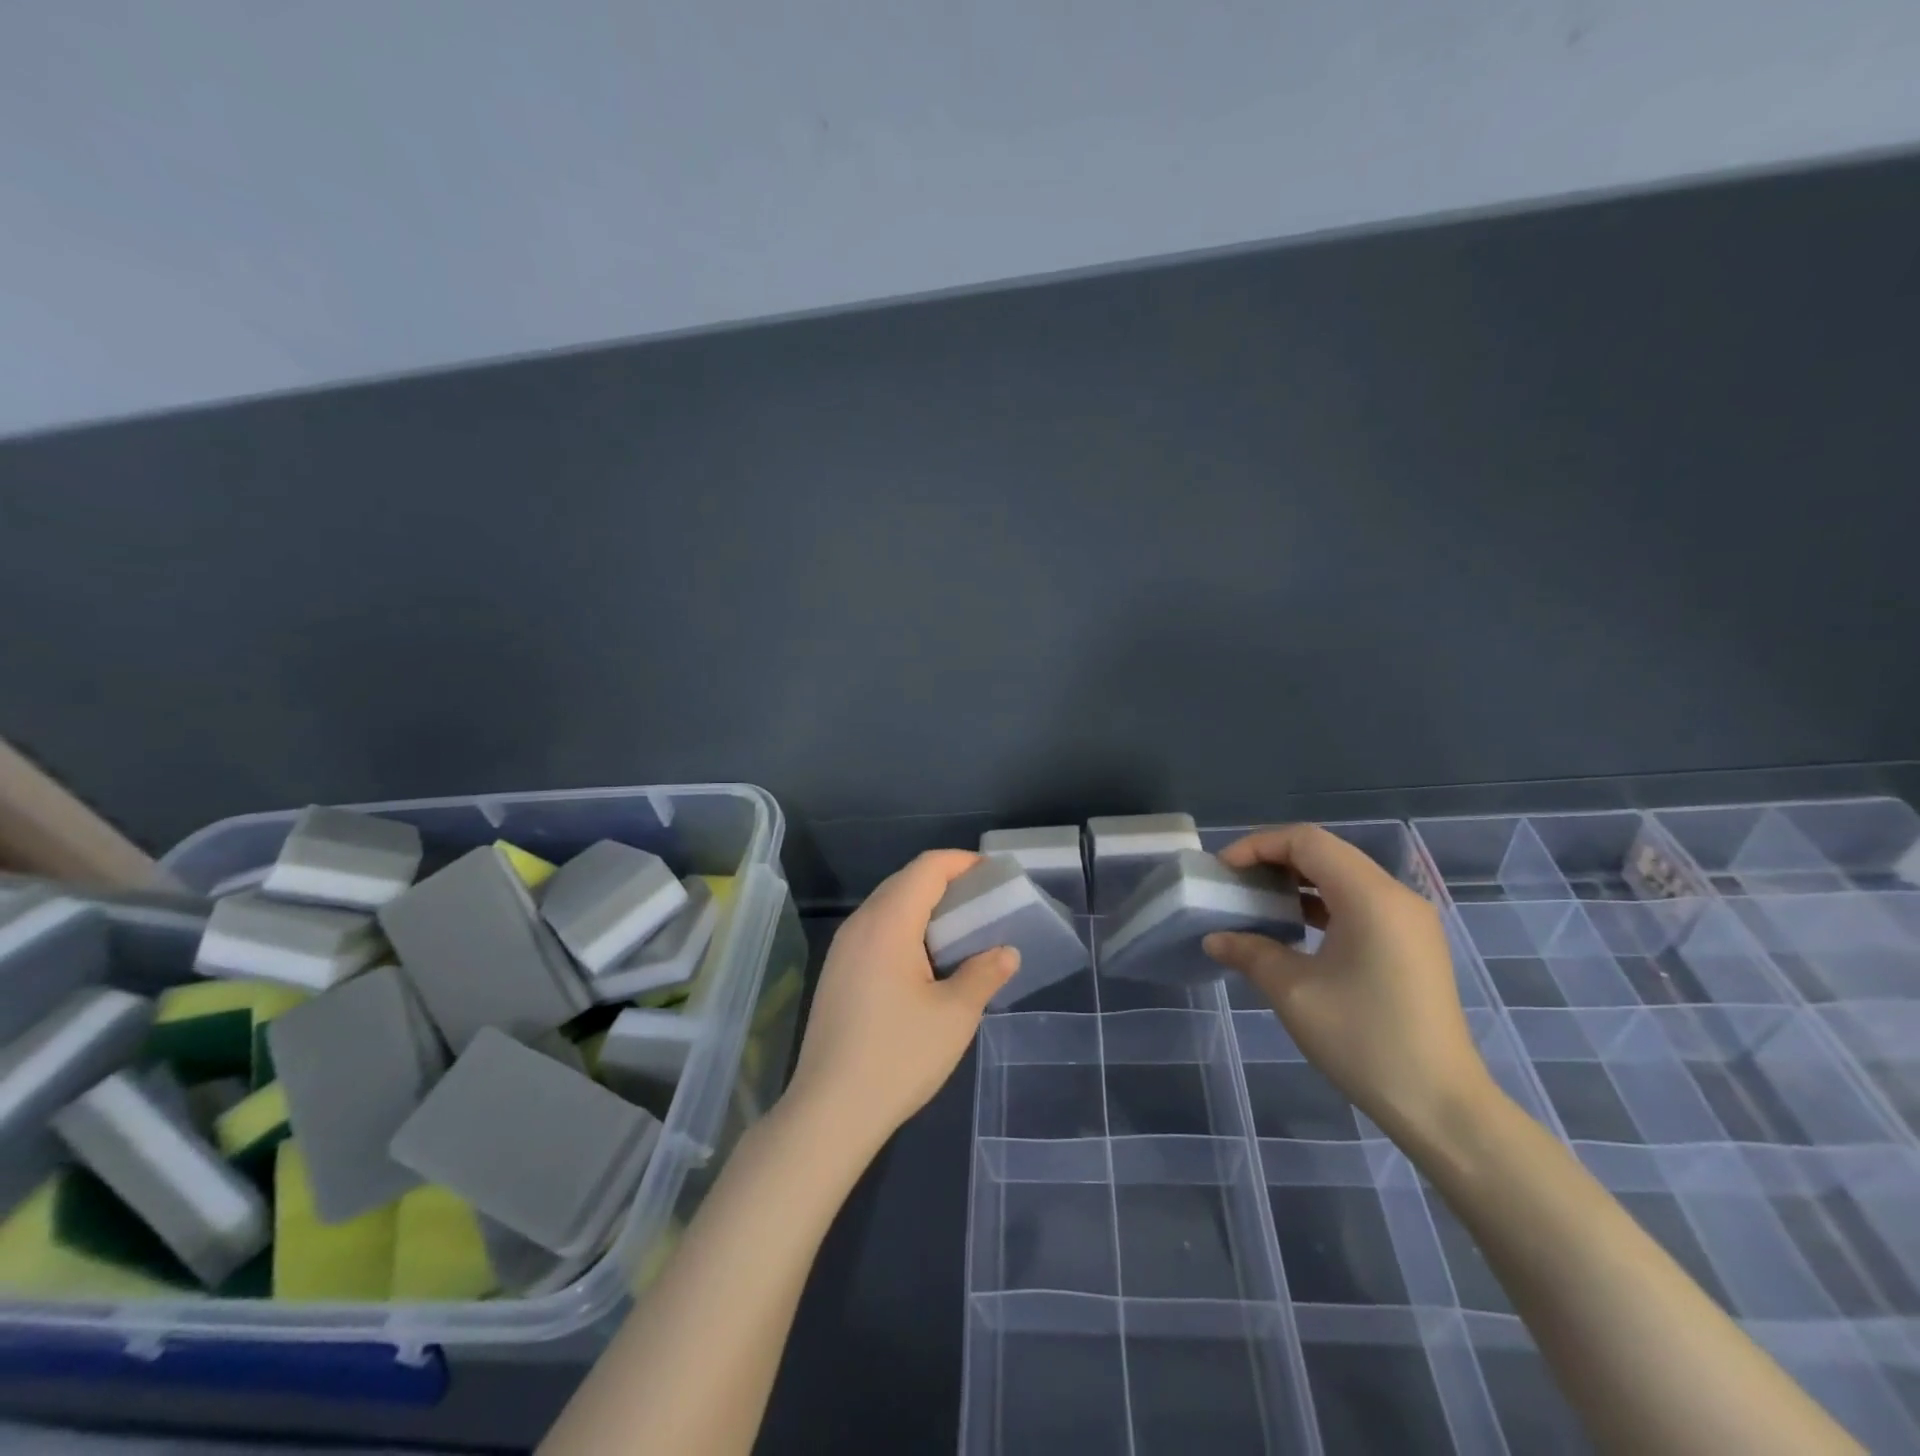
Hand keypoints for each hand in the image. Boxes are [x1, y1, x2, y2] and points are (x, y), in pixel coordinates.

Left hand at [783, 851, 1019, 1155]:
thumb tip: (1006, 952)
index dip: (962, 862)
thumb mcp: (955, 1016)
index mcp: (888, 923)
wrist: (829, 1111)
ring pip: (888, 905)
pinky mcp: (836, 972)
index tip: (994, 875)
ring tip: (960, 931)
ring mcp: (843, 948)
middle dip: (946, 882)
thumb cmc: (897, 1057)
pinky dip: (906, 928)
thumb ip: (984, 974)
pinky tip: (925, 961)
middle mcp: (860, 924)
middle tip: (983, 903)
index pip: (926, 868)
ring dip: (925, 906)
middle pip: (905, 881)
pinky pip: (875, 930)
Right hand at [1203, 824, 1497, 1143]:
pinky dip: (1322, 902)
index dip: (1258, 846)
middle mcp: (1396, 896)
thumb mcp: (1293, 992)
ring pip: (1343, 875)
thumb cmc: (1364, 1040)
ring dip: (1298, 880)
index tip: (1223, 871)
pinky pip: (1360, 901)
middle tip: (1235, 883)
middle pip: (1326, 852)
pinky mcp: (1413, 942)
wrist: (1441, 1105)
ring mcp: (1409, 919)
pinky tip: (1295, 926)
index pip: (1307, 841)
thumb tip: (1215, 938)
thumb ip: (1250, 953)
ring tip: (1258, 901)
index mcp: (1370, 897)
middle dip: (1274, 859)